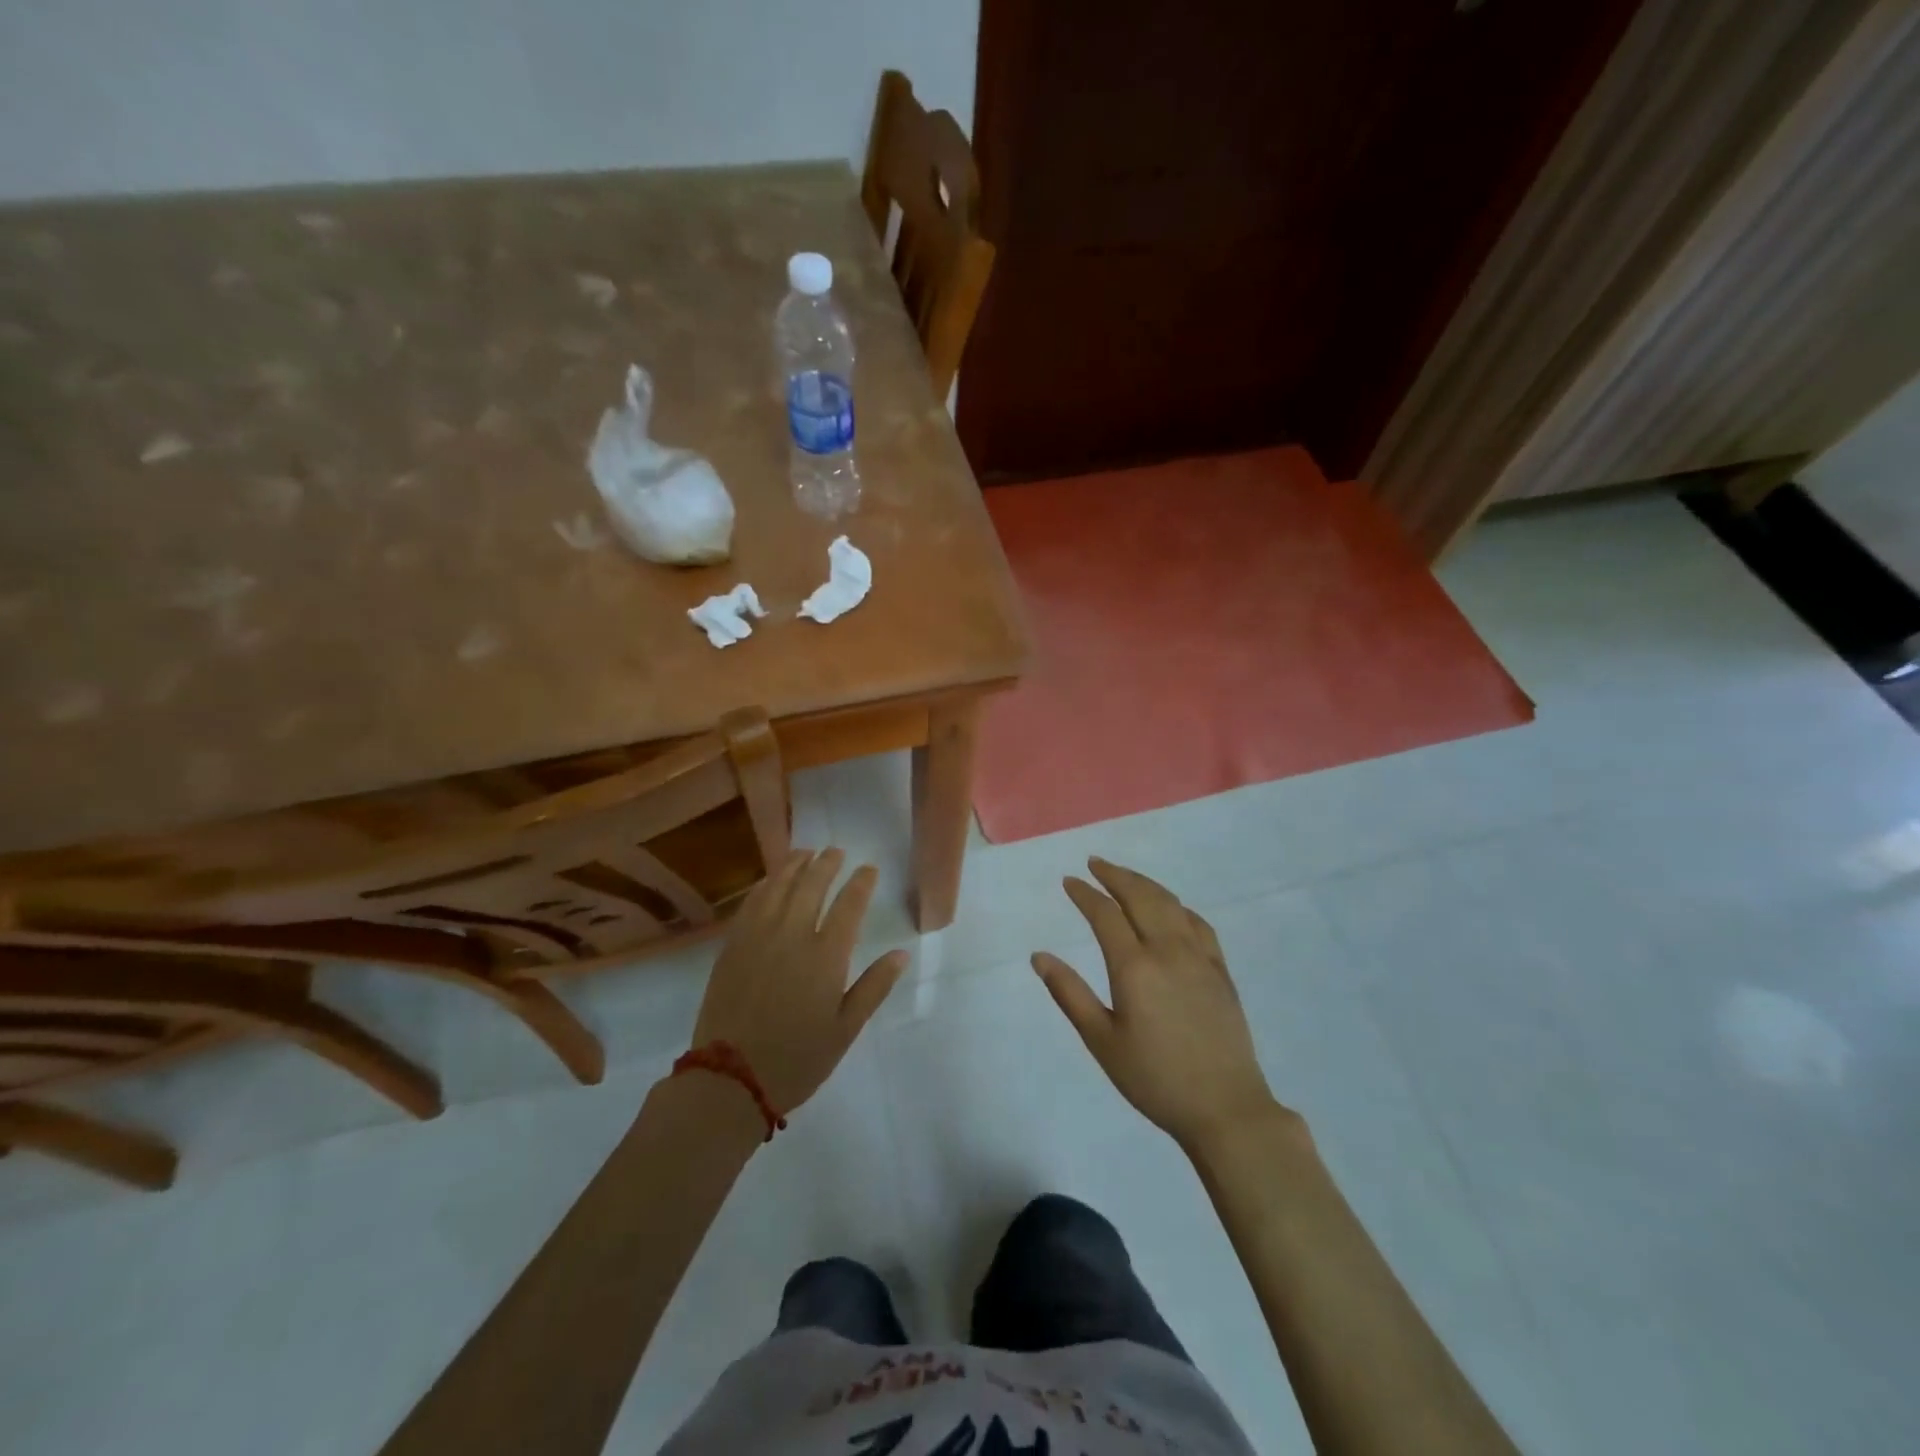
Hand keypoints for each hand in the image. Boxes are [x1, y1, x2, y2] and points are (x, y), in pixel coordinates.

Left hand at [691, 848, 907, 1116]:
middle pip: (812, 885)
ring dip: (794, 865)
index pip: (849, 905)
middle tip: (836, 851)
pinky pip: (751, 903)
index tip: (869, 869)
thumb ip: (874, 987)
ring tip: (805, 852)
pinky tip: (771, 880)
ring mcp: (758, 937)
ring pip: (778, 887)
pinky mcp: (732, 946)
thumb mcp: (845, 1030)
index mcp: (826, 956)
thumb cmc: (797, 1059)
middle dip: (827, 863)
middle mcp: (792, 935)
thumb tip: (901, 954)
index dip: (861, 882)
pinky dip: (765, 884)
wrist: (730, 1079)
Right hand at [1034, 858, 1278, 1150]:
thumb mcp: (1102, 1042)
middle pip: (1140, 897)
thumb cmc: (1155, 1079)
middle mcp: (1168, 950)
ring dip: (1145, 884)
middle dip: (1115, 876)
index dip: (1085, 894)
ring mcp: (1199, 958)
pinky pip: (1199, 924)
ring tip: (1125, 877)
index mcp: (1134, 967)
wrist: (1225, 1108)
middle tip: (1095, 864)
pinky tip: (1172, 909)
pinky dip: (1178, 907)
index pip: (1105, 914)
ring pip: (1170, 904)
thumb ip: (1070, 994)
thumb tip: (1039, 956)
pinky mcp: (1221, 971)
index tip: (1069, 882)